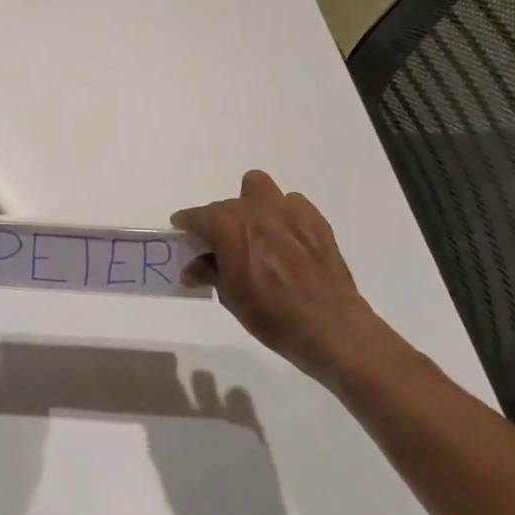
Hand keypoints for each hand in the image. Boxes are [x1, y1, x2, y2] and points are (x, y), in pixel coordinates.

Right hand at [172, 170, 392, 384]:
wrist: (330, 326)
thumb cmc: (272, 315)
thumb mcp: (230, 297)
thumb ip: (209, 273)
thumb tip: (192, 268)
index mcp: (228, 226)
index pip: (196, 216)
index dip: (186, 225)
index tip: (183, 233)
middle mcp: (255, 209)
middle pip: (226, 204)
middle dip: (221, 223)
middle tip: (224, 248)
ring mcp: (288, 210)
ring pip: (259, 188)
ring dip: (252, 205)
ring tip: (258, 233)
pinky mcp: (315, 219)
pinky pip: (291, 204)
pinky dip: (283, 216)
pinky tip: (287, 241)